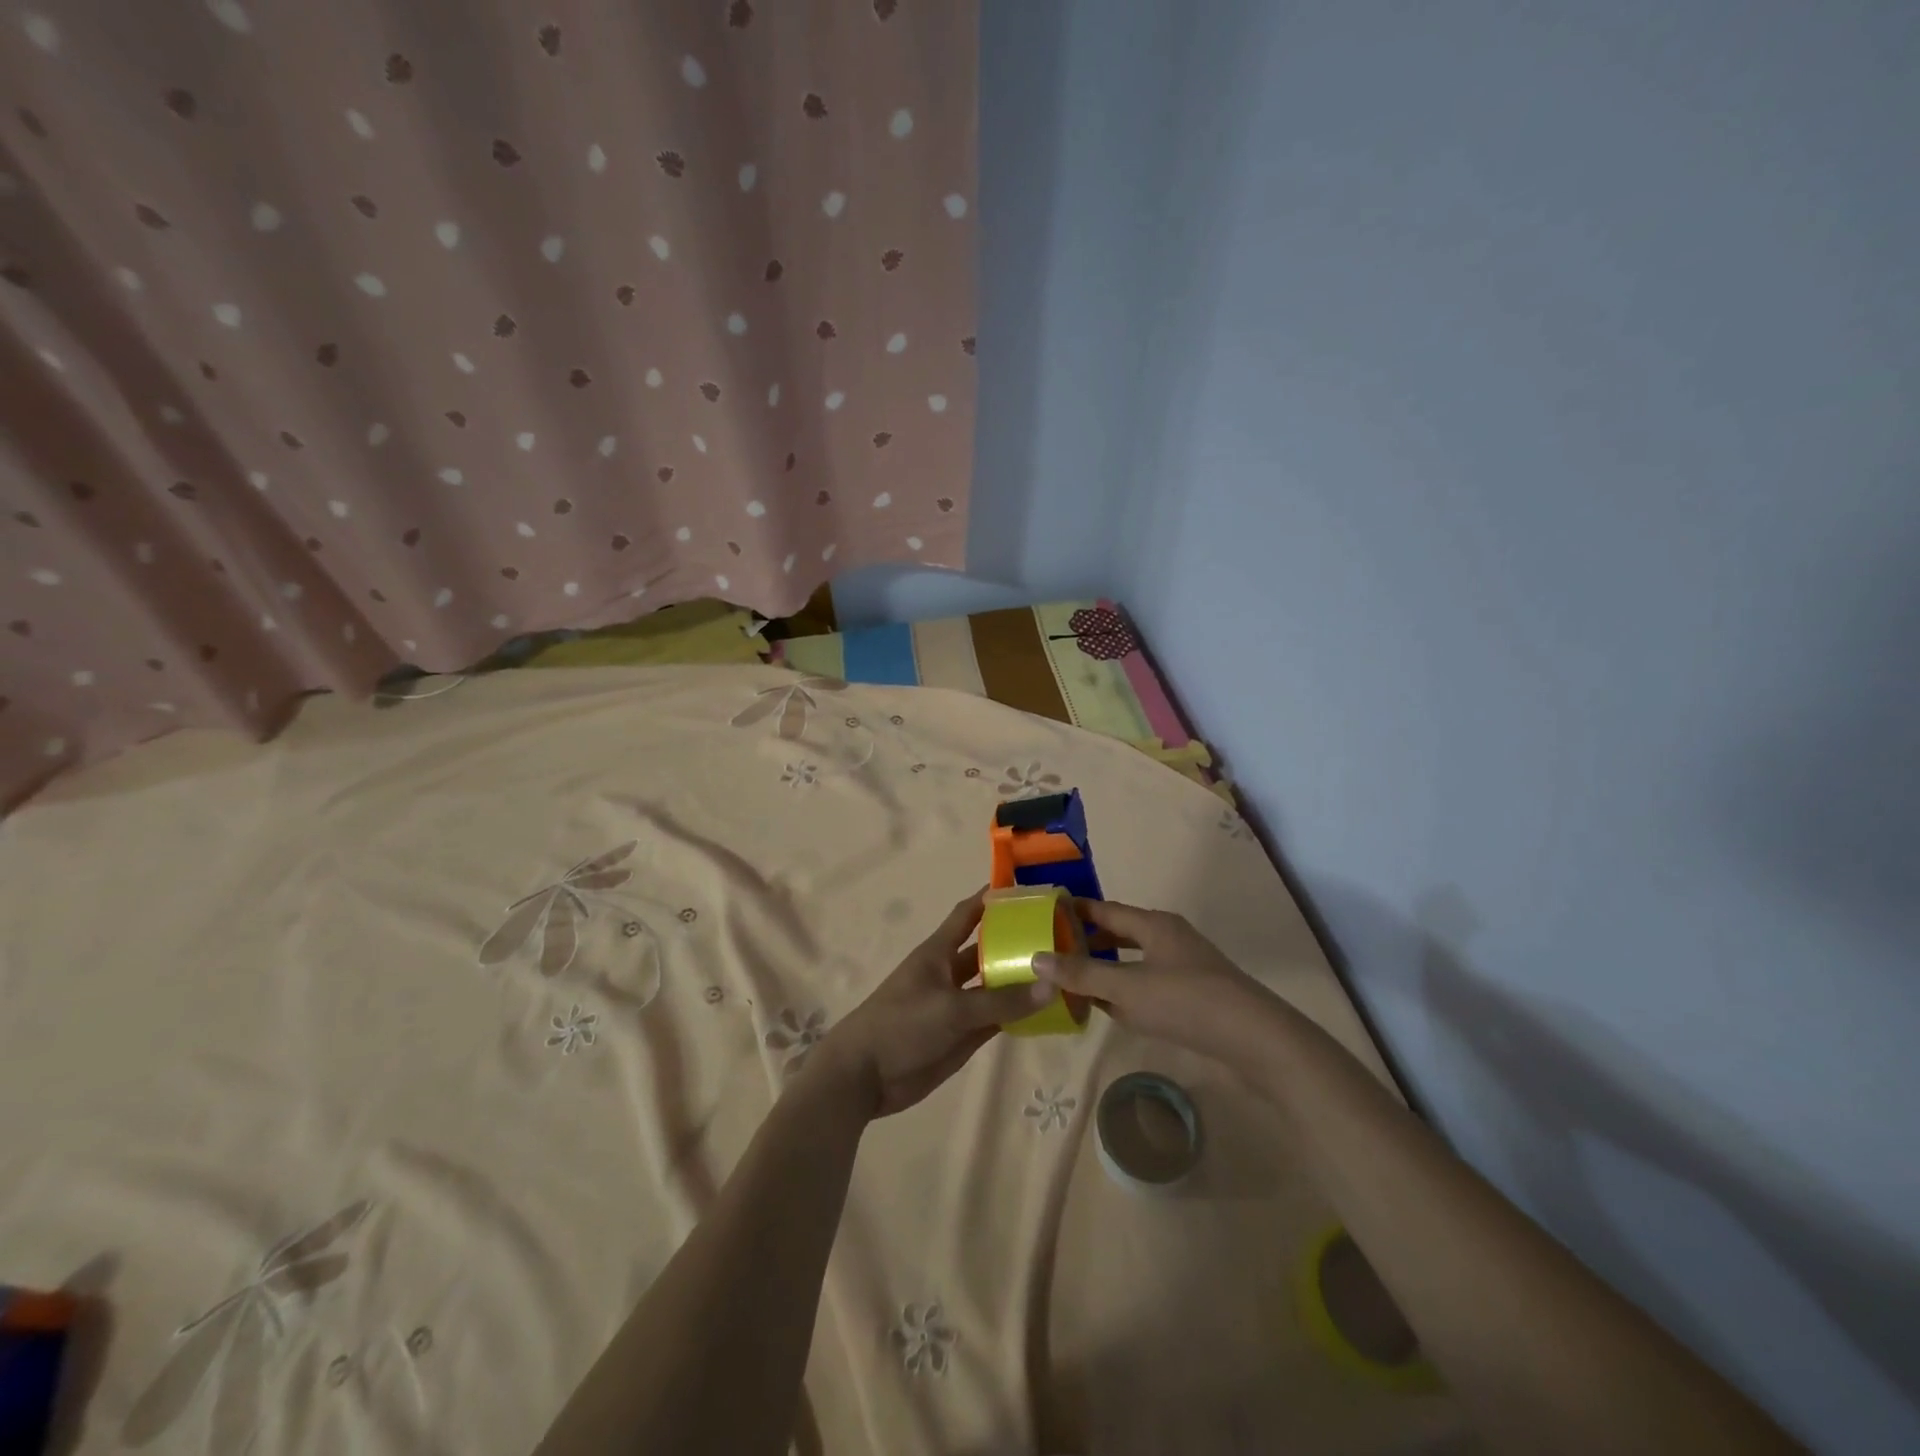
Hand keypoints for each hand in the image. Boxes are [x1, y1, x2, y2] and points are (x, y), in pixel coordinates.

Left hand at [809, 889, 1053, 1119]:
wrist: (864, 1076)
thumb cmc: (902, 1025)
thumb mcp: (952, 1009)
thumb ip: (1001, 1001)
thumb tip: (1051, 985)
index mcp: (939, 952)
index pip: (968, 914)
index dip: (991, 898)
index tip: (1025, 886)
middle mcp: (950, 972)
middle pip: (988, 949)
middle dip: (1017, 940)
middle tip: (1060, 933)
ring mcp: (957, 1004)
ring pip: (995, 985)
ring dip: (1021, 979)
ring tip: (1063, 971)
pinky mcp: (962, 1034)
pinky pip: (996, 1017)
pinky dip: (1018, 1013)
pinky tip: (1047, 1010)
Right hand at [1032, 899, 1268, 1055]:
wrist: (1255, 1039)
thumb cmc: (1186, 1002)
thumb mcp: (1127, 989)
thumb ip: (1083, 975)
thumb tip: (1037, 958)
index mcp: (1154, 925)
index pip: (1105, 910)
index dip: (1075, 911)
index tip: (1044, 913)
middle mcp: (1169, 937)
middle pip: (1120, 932)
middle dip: (1088, 941)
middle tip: (1053, 951)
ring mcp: (1184, 965)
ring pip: (1135, 959)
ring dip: (1107, 967)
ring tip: (1075, 980)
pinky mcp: (1194, 992)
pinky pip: (1149, 981)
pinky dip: (1126, 988)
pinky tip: (1112, 1008)